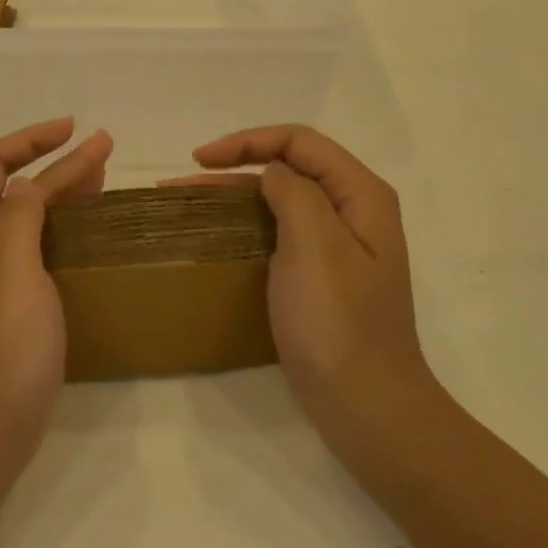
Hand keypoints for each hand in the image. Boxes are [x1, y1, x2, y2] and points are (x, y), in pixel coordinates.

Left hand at [0, 119, 112, 476]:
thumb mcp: (9, 269)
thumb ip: (19, 215)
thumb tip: (31, 181)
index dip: (31, 139)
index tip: (76, 130)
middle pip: (8, 186)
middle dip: (52, 161)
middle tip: (102, 153)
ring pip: (23, 217)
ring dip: (59, 192)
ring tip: (101, 182)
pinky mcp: (7, 307)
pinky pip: (34, 249)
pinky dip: (61, 229)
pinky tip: (86, 236)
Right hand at [183, 126, 430, 434]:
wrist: (366, 407)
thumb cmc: (338, 323)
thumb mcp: (315, 245)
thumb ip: (293, 191)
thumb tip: (272, 172)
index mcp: (361, 195)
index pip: (300, 142)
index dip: (248, 141)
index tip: (200, 160)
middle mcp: (353, 211)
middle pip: (289, 166)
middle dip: (234, 165)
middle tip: (181, 183)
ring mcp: (337, 246)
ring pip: (279, 199)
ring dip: (233, 195)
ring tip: (184, 204)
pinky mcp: (320, 275)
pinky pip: (278, 232)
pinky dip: (244, 224)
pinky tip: (215, 236)